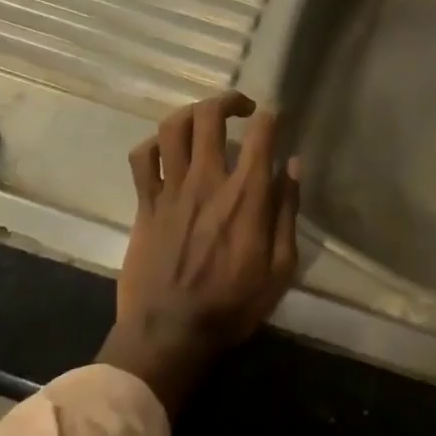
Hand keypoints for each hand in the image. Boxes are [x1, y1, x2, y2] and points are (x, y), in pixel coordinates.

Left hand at [98, 91, 299, 414]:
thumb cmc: (232, 305)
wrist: (168, 335)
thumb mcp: (280, 268)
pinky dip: (154, 144)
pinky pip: (142, 158)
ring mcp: (171, 189)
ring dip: (191, 113)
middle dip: (228, 100)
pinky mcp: (145, 204)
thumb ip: (287, 212)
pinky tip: (166, 150)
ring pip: (173, 128)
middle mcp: (208, 180)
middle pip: (210, 116)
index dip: (271, 116)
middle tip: (241, 108)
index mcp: (246, 195)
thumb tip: (293, 166)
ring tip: (204, 119)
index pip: (261, 134)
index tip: (276, 117)